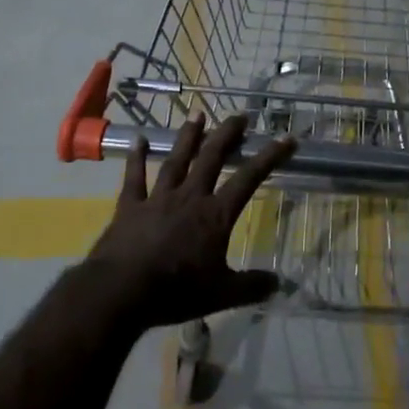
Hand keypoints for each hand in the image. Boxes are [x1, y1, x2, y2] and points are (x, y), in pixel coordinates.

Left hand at [87, 114, 294, 328]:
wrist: (122, 290)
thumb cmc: (177, 291)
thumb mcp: (222, 294)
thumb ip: (252, 286)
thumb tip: (280, 283)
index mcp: (216, 215)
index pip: (249, 179)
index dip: (270, 157)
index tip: (286, 138)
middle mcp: (190, 197)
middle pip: (212, 158)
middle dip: (227, 135)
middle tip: (239, 115)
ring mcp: (158, 198)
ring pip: (177, 160)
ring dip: (188, 137)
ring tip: (197, 114)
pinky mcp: (130, 206)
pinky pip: (135, 177)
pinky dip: (136, 158)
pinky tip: (139, 139)